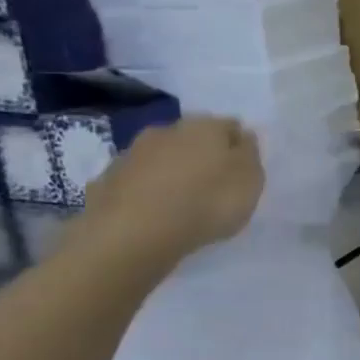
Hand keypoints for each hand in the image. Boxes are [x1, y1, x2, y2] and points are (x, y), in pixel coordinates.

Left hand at [70, 116, 263, 268]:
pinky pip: (137, 180)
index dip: (237, 146)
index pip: (230, 126)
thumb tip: (243, 137)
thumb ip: (249, 156)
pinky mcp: (109, 179)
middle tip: (211, 183)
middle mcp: (169, 130)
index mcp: (206, 126)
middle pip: (193, 138)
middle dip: (202, 155)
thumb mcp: (249, 182)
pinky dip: (146, 189)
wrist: (133, 232)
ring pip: (162, 156)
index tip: (241, 169)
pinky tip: (152, 210)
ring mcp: (134, 153)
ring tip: (180, 200)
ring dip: (171, 171)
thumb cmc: (206, 203)